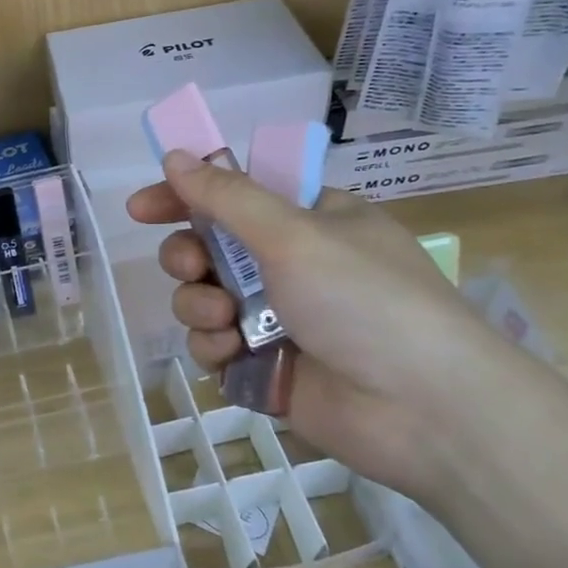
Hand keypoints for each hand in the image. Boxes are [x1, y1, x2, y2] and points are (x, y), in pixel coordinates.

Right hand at [127, 149, 545, 501]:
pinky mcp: (264, 366)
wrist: (425, 412)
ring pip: (203, 298)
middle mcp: (290, 265)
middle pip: (208, 248)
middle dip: (188, 256)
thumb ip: (226, 197)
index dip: (184, 196)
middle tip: (193, 267)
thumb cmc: (365, 301)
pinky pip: (213, 345)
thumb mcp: (294, 235)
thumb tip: (175, 156)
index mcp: (308, 221)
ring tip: (225, 320)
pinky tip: (232, 354)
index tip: (142, 208)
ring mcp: (276, 318)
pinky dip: (213, 346)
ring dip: (199, 304)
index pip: (232, 194)